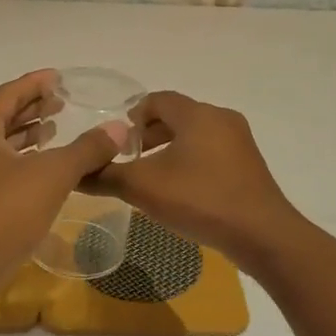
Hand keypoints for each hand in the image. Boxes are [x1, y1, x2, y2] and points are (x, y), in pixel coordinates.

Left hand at [0, 70, 129, 292]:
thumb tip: (119, 128)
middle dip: (31, 108)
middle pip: (1, 116)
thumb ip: (86, 149)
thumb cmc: (3, 212)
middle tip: (61, 102)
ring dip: (25, 135)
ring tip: (54, 130)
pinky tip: (40, 170)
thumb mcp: (52, 175)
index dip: (36, 83)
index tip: (58, 77)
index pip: (9, 93)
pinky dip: (19, 160)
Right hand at [82, 91, 300, 262]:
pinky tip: (182, 190)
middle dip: (150, 133)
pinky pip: (212, 151)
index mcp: (197, 114)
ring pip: (195, 134)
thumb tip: (74, 172)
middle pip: (177, 115)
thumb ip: (106, 176)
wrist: (262, 235)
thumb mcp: (144, 188)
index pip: (157, 99)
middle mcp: (221, 118)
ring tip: (152, 176)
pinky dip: (191, 161)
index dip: (133, 116)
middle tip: (130, 159)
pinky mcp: (249, 165)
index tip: (118, 142)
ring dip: (170, 148)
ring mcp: (239, 141)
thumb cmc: (200, 200)